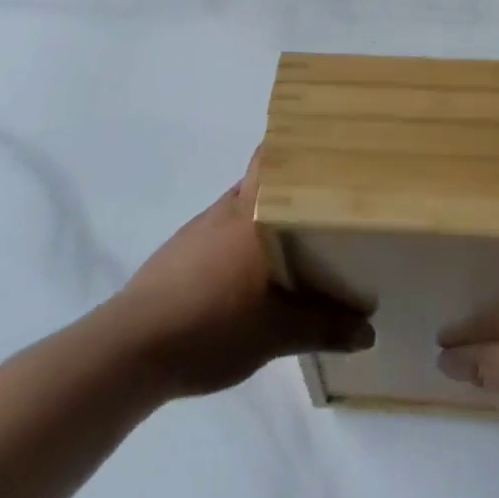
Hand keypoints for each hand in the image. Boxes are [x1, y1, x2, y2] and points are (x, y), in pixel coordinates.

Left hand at [112, 154, 372, 398]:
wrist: (130, 350)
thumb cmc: (210, 326)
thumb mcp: (275, 334)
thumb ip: (323, 327)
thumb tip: (369, 331)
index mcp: (253, 213)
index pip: (275, 157)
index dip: (299, 147)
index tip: (328, 148)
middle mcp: (228, 208)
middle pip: (262, 180)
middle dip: (291, 186)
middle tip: (325, 201)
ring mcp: (199, 228)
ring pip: (241, 207)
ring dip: (265, 216)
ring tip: (296, 239)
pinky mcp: (179, 252)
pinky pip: (220, 231)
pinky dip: (240, 241)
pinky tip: (249, 274)